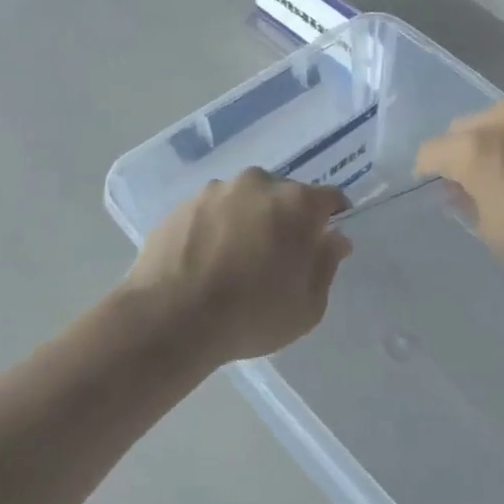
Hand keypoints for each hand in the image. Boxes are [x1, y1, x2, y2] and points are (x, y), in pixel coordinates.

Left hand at [127, 170, 350, 367]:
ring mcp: (215, 191)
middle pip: (285, 195)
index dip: (332, 218)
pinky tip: (208, 260)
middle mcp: (258, 184)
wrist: (169, 319)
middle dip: (288, 219)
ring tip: (237, 259)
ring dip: (250, 220)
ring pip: (245, 200)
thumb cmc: (251, 315)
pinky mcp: (182, 205)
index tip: (325, 242)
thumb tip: (334, 239)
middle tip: (280, 256)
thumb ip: (327, 265)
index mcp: (296, 203)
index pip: (329, 198)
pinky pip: (213, 212)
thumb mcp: (308, 306)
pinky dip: (217, 228)